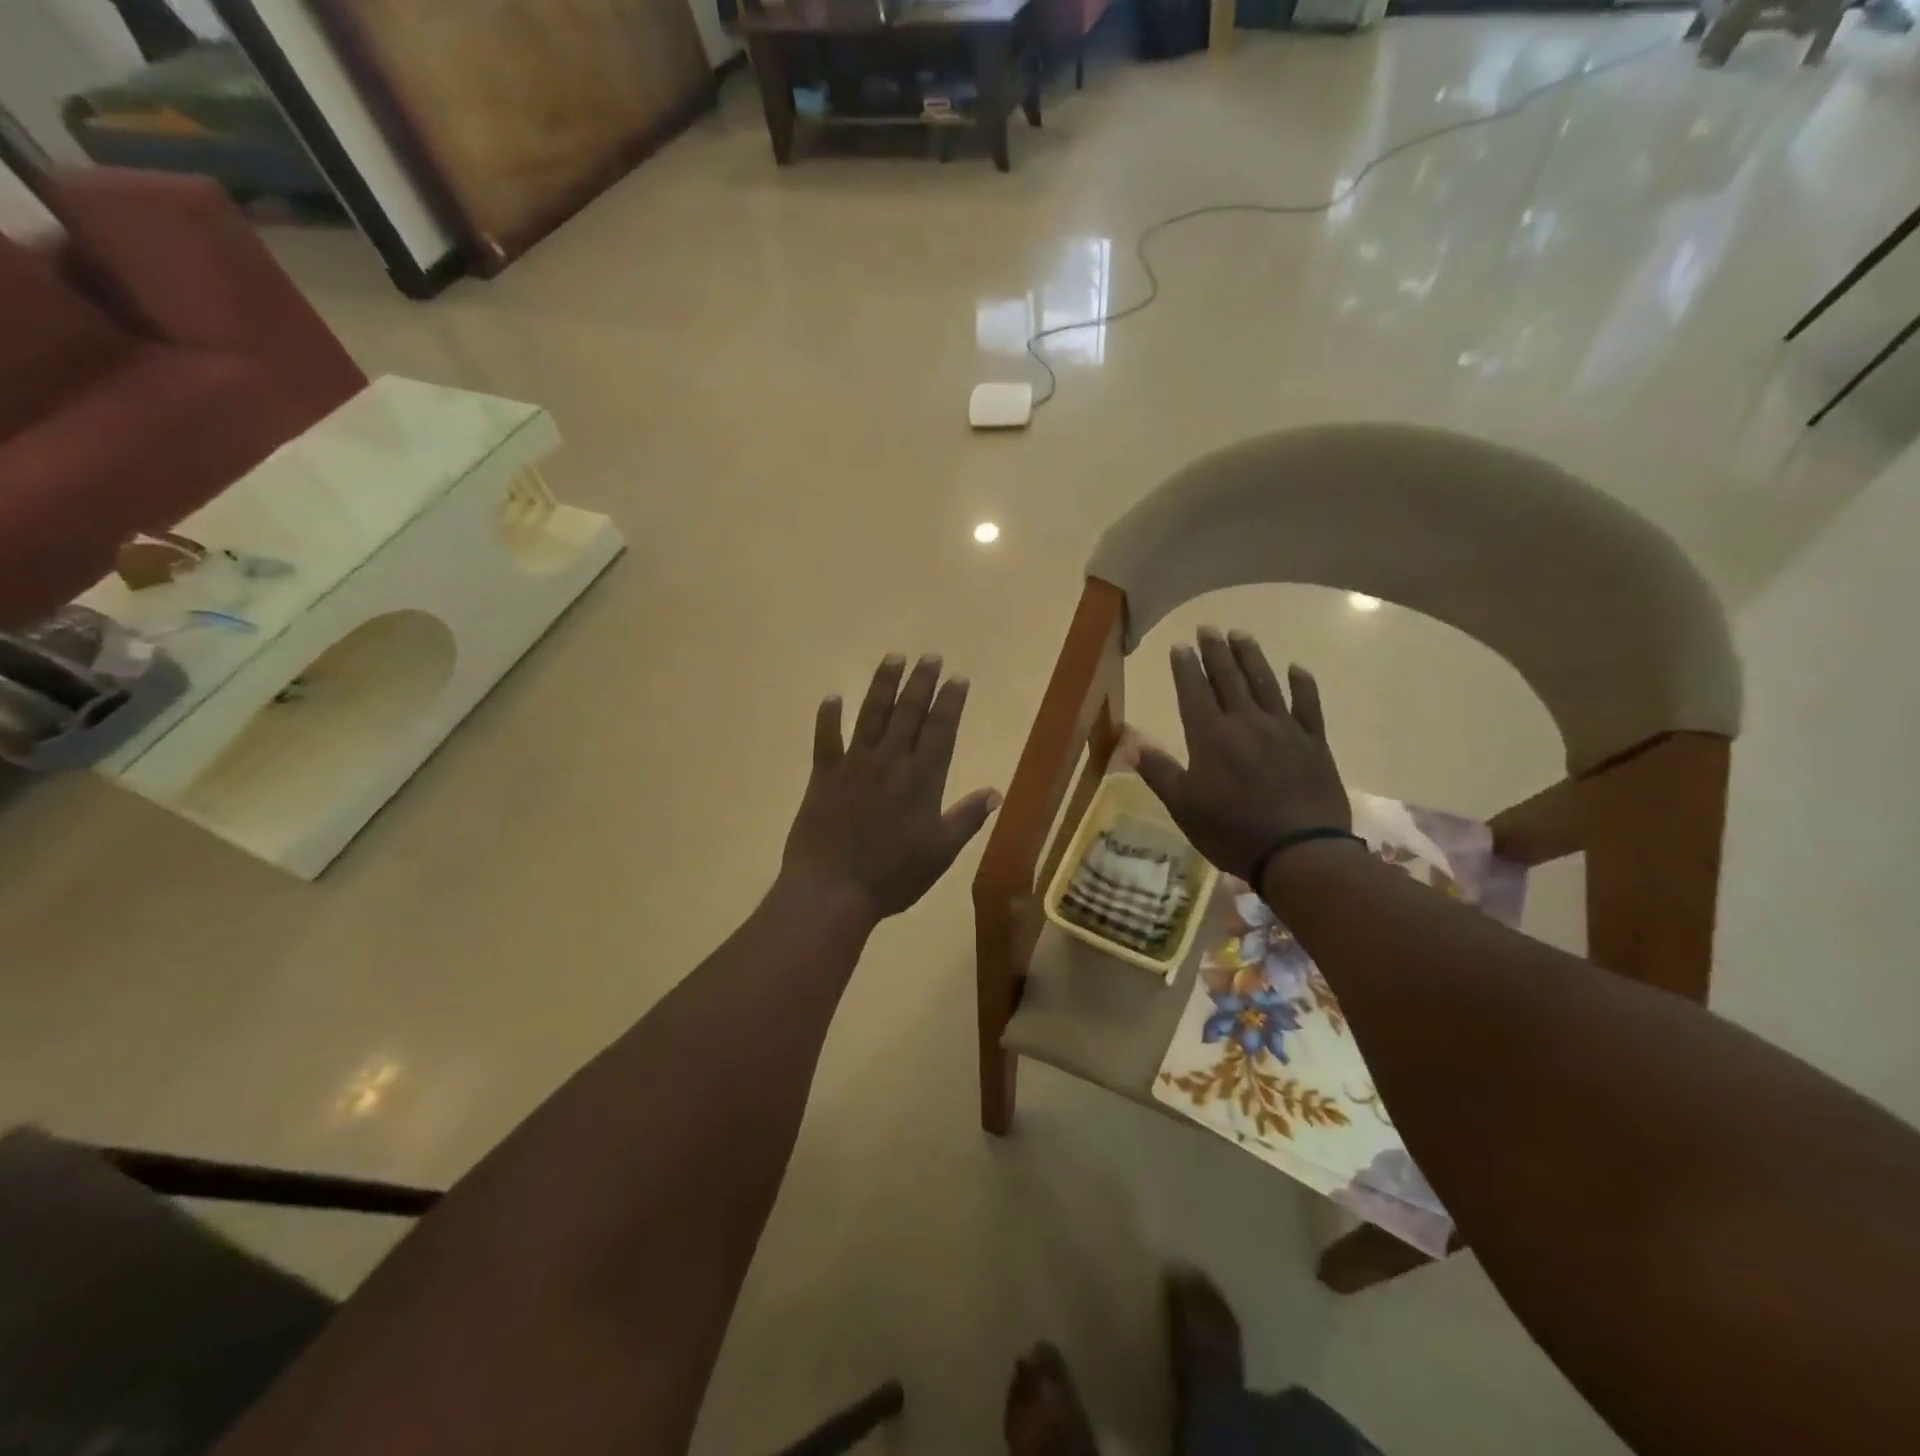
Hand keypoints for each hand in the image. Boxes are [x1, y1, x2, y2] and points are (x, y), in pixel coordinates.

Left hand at [781, 654, 1001, 921]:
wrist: (833, 891)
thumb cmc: (893, 876)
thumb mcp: (940, 853)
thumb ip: (967, 819)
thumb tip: (996, 792)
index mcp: (922, 780)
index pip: (941, 730)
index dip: (950, 702)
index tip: (958, 678)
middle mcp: (890, 762)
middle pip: (908, 712)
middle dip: (921, 682)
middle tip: (930, 656)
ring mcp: (854, 765)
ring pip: (871, 715)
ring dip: (883, 685)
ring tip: (893, 658)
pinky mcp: (824, 776)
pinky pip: (825, 739)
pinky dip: (828, 717)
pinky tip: (832, 696)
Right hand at [1134, 628, 1350, 881]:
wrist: (1300, 852)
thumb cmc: (1232, 831)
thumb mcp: (1184, 807)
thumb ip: (1159, 772)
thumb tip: (1130, 743)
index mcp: (1210, 737)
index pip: (1194, 691)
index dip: (1186, 667)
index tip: (1180, 645)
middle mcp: (1246, 723)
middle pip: (1228, 678)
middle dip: (1216, 651)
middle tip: (1208, 628)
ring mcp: (1283, 730)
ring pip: (1265, 683)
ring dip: (1251, 657)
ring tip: (1241, 634)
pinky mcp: (1313, 743)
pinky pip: (1308, 706)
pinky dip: (1302, 685)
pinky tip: (1297, 669)